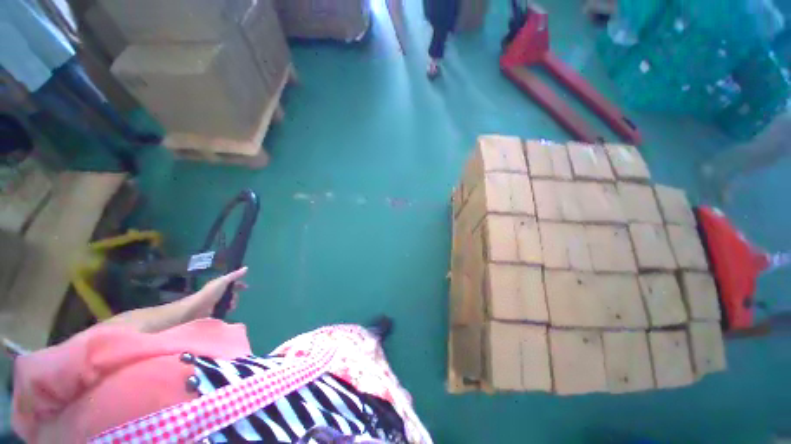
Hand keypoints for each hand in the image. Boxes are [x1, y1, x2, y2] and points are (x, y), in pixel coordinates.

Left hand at [183, 267, 248, 319]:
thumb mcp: (223, 281)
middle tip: (234, 299)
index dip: (239, 284)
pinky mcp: (215, 309)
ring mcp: (216, 301)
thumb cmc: (210, 292)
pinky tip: (228, 310)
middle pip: (231, 292)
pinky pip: (226, 308)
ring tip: (230, 306)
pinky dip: (228, 309)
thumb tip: (246, 268)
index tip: (246, 287)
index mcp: (219, 283)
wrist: (197, 308)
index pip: (232, 282)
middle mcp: (218, 291)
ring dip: (232, 303)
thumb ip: (234, 275)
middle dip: (235, 296)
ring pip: (229, 301)